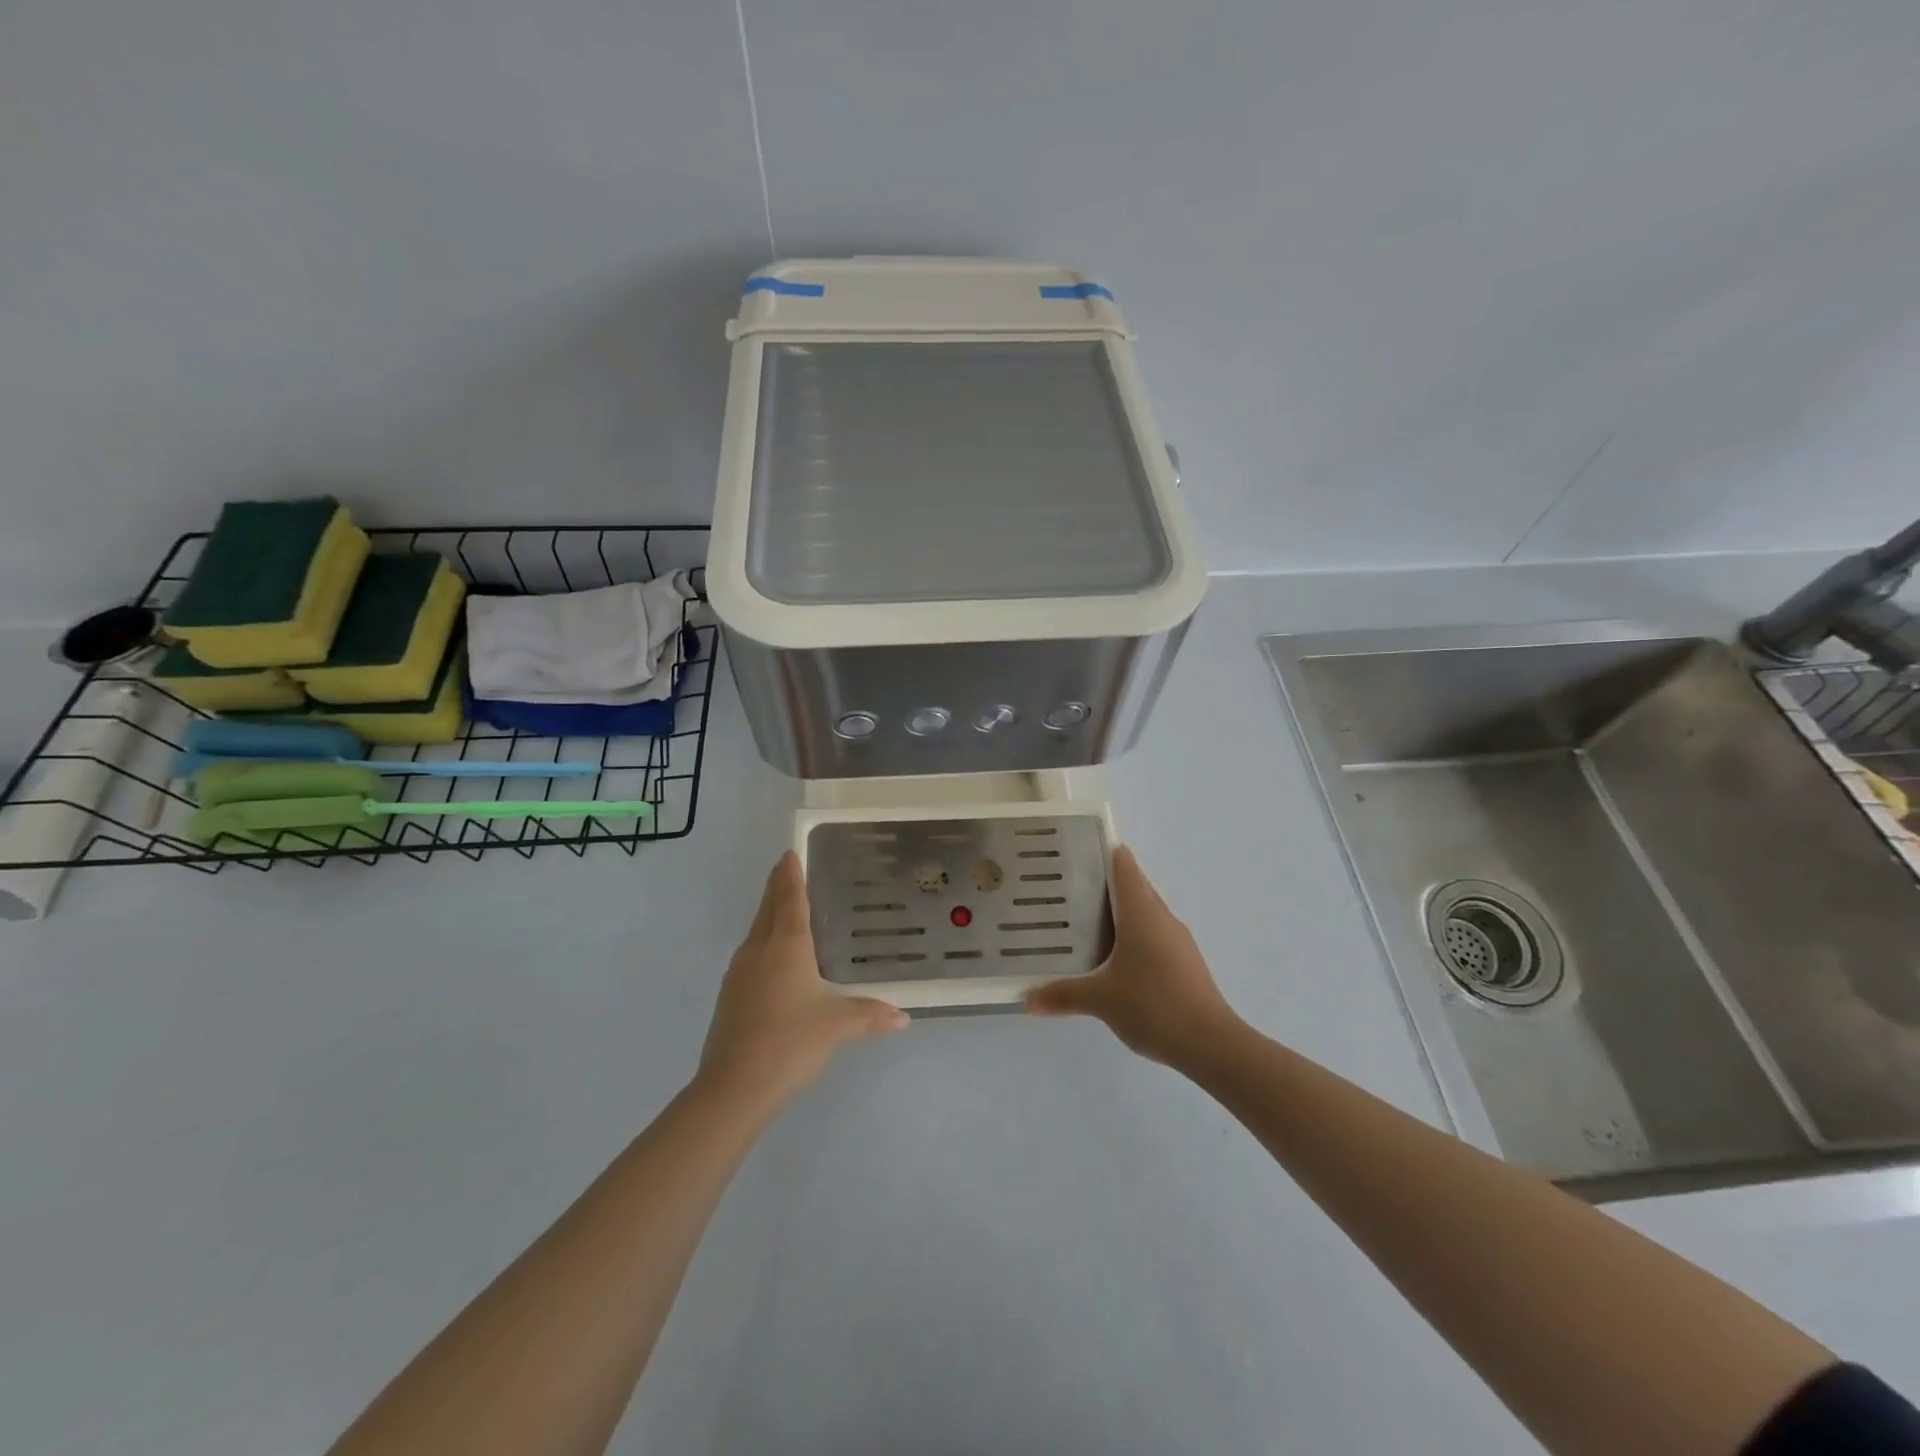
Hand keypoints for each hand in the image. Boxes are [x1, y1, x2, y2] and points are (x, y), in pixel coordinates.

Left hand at [699, 851, 908, 1106]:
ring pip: (756, 931)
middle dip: (777, 886)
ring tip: (787, 909)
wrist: (733, 1088)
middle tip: (788, 868)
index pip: (789, 899)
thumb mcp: (837, 1027)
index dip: (790, 874)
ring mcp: (739, 973)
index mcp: (785, 946)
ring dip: (769, 914)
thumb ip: (871, 1015)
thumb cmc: (790, 1043)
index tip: (790, 852)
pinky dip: (764, 942)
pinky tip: (776, 959)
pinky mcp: (730, 996)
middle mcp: (758, 950)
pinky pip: (751, 954)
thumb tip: (903, 1017)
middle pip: (767, 909)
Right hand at [1026, 845, 1239, 1067]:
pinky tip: (1113, 959)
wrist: (1211, 1044)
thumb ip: (1063, 995)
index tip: (1077, 850)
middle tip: (1068, 887)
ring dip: (1120, 913)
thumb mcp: (1100, 1000)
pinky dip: (1132, 937)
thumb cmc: (1153, 1005)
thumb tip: (1027, 1000)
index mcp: (1141, 912)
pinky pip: (1154, 936)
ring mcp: (1177, 941)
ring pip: (1145, 914)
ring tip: (1083, 921)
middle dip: (1104, 884)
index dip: (1104, 852)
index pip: (1124, 866)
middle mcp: (1162, 917)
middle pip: (1134, 887)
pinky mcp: (1185, 963)